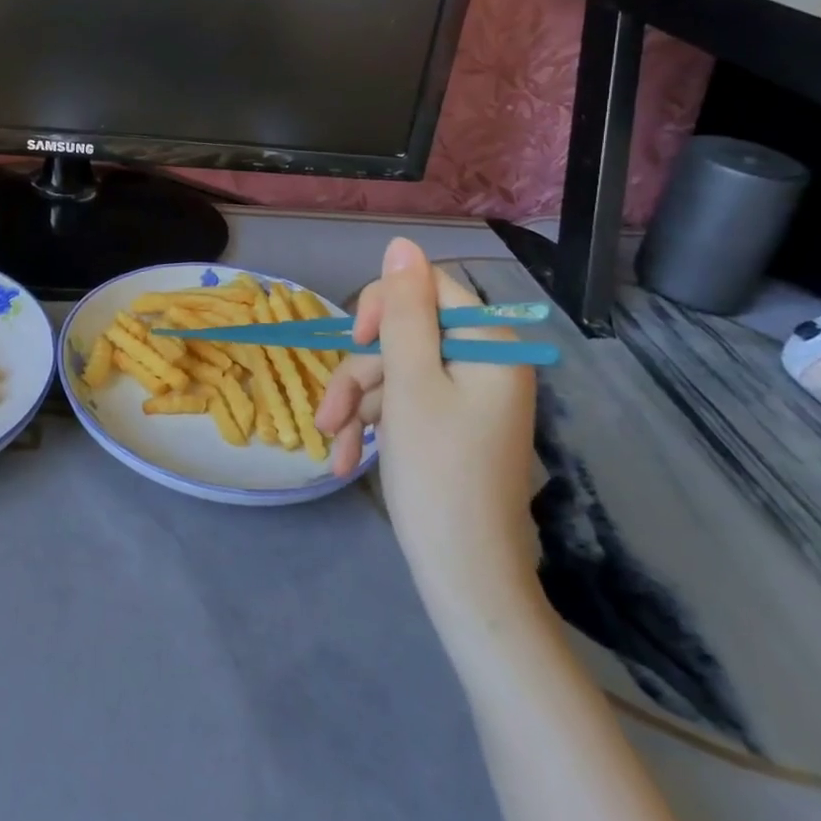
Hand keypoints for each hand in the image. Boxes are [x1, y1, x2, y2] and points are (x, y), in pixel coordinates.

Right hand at [316, 239, 540, 636]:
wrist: (466, 577)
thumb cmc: (437, 473)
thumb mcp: (409, 382)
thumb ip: (403, 310)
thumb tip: (402, 243)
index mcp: (490, 344)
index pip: (428, 288)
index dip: (383, 305)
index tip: (356, 339)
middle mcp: (485, 363)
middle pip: (404, 335)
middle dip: (360, 373)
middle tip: (330, 414)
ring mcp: (469, 398)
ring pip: (395, 372)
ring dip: (357, 405)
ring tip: (332, 446)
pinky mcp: (452, 426)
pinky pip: (405, 404)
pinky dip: (372, 425)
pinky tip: (345, 458)